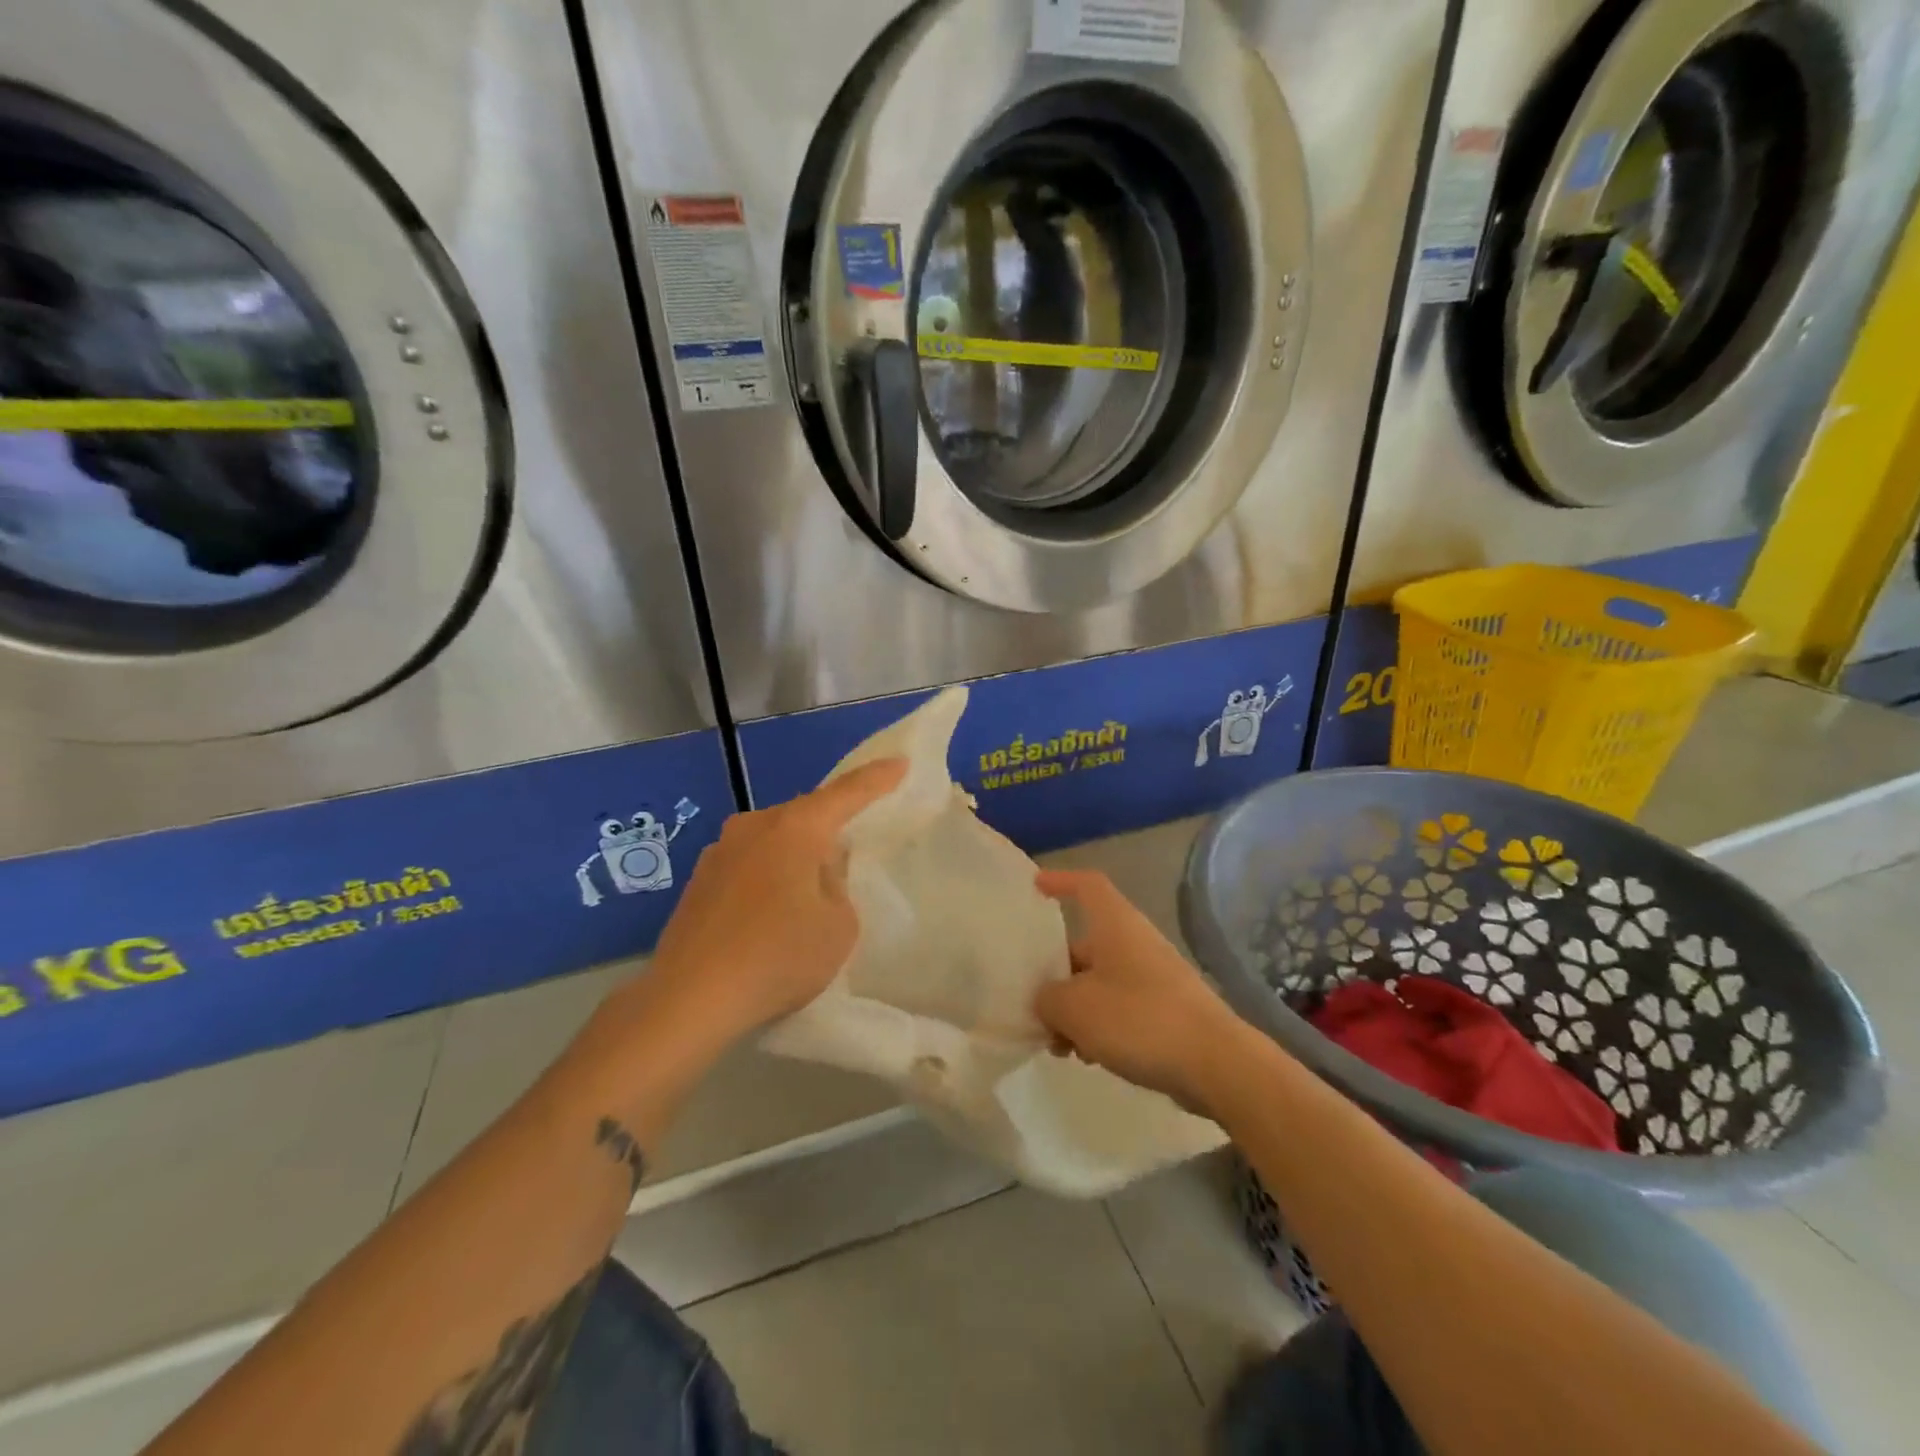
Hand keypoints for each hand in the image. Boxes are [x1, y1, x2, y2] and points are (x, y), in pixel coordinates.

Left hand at [633, 759, 907, 1047]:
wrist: (689, 998)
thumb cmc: (778, 956)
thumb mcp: (839, 926)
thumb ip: (838, 886)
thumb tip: (817, 873)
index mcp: (794, 828)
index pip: (846, 793)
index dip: (877, 778)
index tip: (901, 763)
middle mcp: (753, 826)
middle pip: (804, 816)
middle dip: (829, 828)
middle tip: (851, 850)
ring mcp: (719, 851)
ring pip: (773, 841)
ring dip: (794, 856)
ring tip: (808, 895)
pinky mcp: (699, 881)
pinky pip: (748, 865)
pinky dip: (767, 878)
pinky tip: (769, 914)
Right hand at [1033, 869, 1246, 1110]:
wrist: (1216, 1064)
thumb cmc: (1139, 1020)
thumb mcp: (1074, 1008)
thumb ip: (1047, 999)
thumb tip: (1046, 1001)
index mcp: (1115, 924)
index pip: (1086, 885)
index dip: (1060, 881)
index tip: (1035, 887)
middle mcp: (1134, 942)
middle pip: (1085, 943)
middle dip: (1055, 973)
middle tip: (1032, 1004)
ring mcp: (1153, 976)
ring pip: (1099, 981)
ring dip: (1074, 1007)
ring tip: (1058, 1044)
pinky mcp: (1166, 1010)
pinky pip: (1120, 1007)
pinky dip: (1099, 1025)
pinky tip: (1088, 1057)